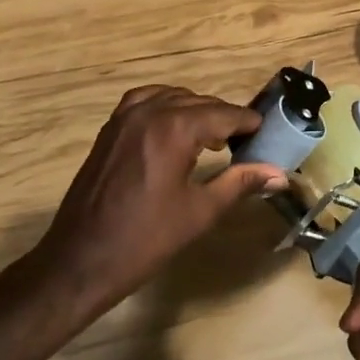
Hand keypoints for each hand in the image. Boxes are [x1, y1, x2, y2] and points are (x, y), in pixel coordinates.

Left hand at [33, 85, 286, 321]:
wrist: (80, 262)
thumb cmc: (145, 240)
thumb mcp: (200, 212)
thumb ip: (240, 183)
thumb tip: (280, 174)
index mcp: (175, 129)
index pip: (224, 114)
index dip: (247, 122)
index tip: (265, 132)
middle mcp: (151, 111)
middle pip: (200, 102)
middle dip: (224, 118)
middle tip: (244, 141)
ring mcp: (126, 116)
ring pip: (173, 97)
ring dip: (196, 110)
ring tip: (212, 136)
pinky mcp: (110, 127)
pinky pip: (145, 100)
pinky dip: (165, 104)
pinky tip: (173, 126)